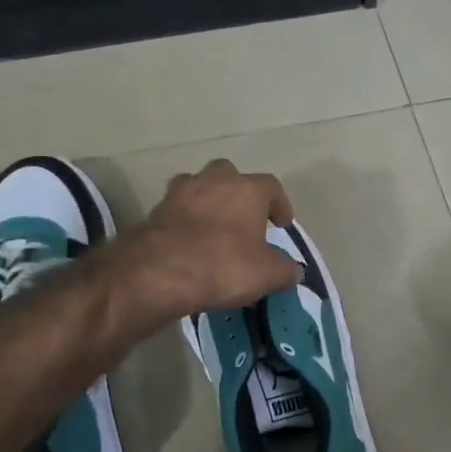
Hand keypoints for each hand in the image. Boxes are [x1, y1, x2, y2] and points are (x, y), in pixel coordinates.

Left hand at [111, 159, 301, 322]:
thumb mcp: (267, 275)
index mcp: (247, 189)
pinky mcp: (155, 210)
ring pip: (199, 187)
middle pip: (231, 176)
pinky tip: (190, 241)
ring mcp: (180, 192)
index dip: (280, 205)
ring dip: (209, 202)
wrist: (160, 272)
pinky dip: (186, 221)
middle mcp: (214, 180)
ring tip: (215, 227)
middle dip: (239, 193)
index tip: (282, 224)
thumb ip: (285, 270)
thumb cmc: (224, 265)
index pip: (272, 187)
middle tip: (245, 218)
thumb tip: (295, 270)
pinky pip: (178, 210)